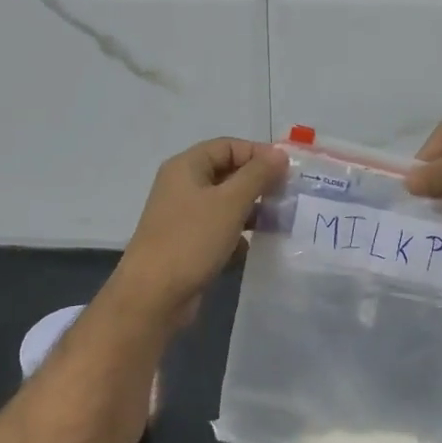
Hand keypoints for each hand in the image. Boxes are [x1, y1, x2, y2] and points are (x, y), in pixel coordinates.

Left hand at [108, 138, 288, 329]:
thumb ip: (257, 174)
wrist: (153, 297)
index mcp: (186, 167)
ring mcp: (184, 216)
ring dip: (251, 210)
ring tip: (278, 222)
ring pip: (226, 204)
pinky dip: (237, 235)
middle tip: (287, 197)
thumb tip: (280, 153)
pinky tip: (253, 247)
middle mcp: (183, 186)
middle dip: (258, 183)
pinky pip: (219, 230)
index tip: (288, 171)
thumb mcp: (230, 202)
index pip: (228, 146)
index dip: (258, 154)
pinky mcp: (188, 244)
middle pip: (228, 173)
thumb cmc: (192, 240)